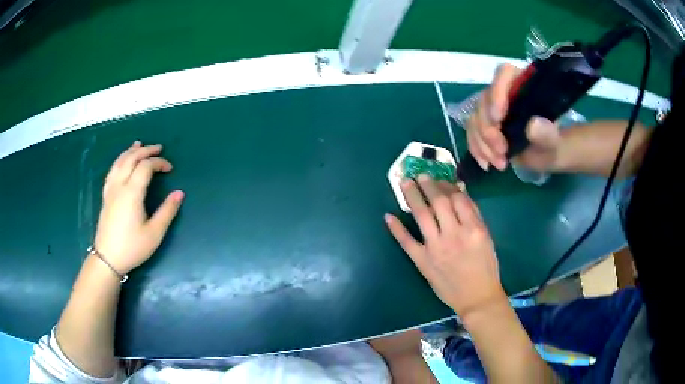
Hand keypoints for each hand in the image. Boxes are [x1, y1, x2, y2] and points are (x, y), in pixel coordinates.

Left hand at [94, 141, 183, 273]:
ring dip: (131, 151)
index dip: (159, 163)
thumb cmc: (132, 247)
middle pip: (131, 159)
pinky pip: (112, 170)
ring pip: (120, 162)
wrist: (107, 258)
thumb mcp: (154, 233)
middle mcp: (120, 186)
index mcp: (132, 193)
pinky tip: (122, 161)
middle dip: (146, 151)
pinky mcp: (106, 195)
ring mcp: (110, 189)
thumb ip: (167, 211)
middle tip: (159, 148)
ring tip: (140, 144)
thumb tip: (179, 193)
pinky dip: (119, 160)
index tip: (170, 169)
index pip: (146, 167)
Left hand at [384, 175, 505, 318]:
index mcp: (473, 228)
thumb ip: (474, 216)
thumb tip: (460, 193)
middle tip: (420, 174)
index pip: (458, 199)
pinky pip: (407, 242)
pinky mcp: (423, 261)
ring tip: (405, 182)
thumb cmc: (486, 267)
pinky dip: (396, 229)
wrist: (476, 297)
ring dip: (412, 197)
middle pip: (439, 203)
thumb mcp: (487, 238)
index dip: (448, 186)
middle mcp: (453, 234)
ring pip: (422, 216)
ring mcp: (436, 248)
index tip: (441, 179)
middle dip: (429, 185)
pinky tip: (388, 216)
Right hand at [466, 63, 560, 171]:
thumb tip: (534, 125)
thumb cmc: (552, 144)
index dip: (497, 92)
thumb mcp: (553, 141)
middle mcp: (504, 91)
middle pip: (485, 100)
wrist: (545, 155)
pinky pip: (472, 132)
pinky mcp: (485, 124)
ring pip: (475, 118)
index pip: (504, 73)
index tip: (498, 119)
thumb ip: (547, 133)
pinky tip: (486, 164)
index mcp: (522, 84)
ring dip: (482, 144)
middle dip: (489, 129)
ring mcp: (492, 108)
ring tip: (500, 164)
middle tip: (502, 151)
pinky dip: (477, 149)